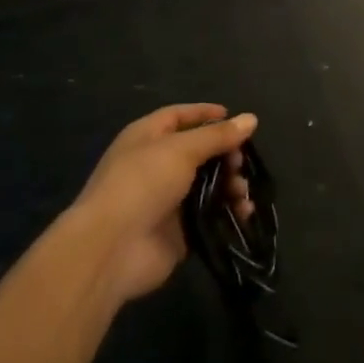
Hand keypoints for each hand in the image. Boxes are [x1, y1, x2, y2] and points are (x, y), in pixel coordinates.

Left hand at [69, 104, 256, 304]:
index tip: (235, 118)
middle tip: (241, 163)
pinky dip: (228, 213)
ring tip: (242, 192)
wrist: (112, 247)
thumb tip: (251, 118)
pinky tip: (244, 214)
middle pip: (198, 152)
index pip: (179, 116)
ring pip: (207, 185)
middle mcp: (156, 164)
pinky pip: (209, 216)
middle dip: (224, 155)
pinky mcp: (178, 232)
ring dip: (230, 185)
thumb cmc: (143, 182)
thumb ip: (217, 136)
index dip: (205, 114)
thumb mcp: (181, 150)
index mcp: (148, 136)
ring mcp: (167, 200)